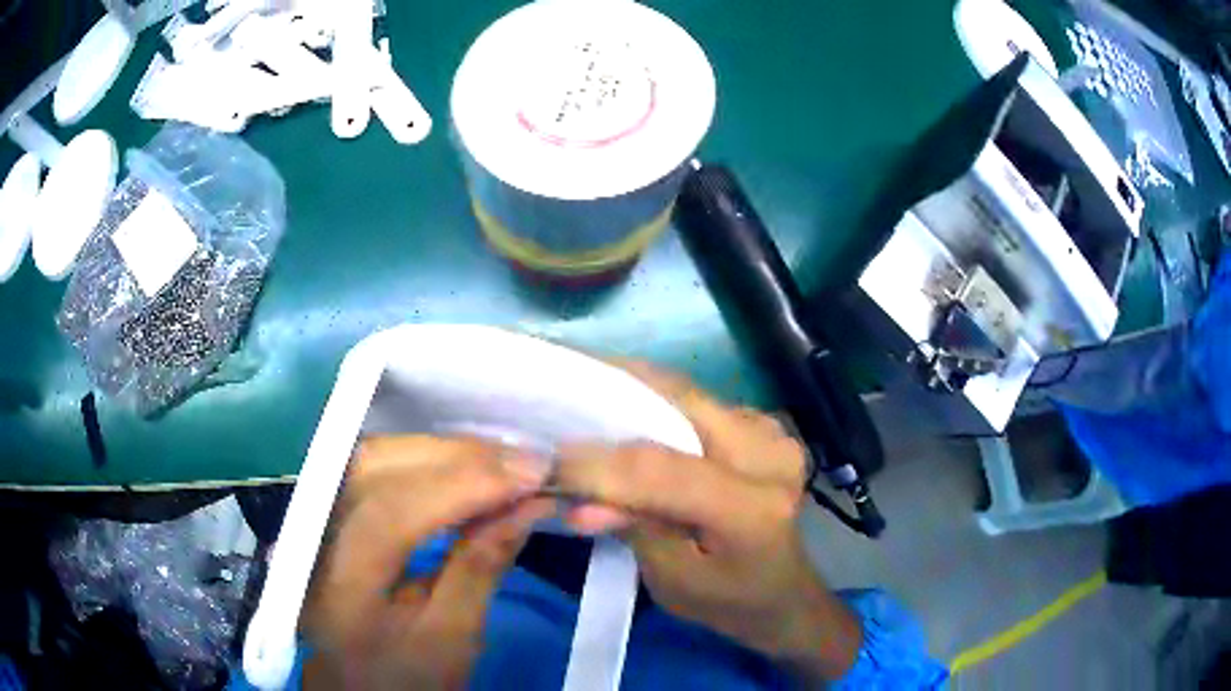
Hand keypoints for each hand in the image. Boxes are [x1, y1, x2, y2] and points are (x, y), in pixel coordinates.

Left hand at [302, 436, 553, 690]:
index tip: (533, 473)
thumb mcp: (453, 636)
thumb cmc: (407, 675)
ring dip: (444, 451)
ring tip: (505, 463)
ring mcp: (313, 515)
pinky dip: (425, 459)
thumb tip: (529, 503)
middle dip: (458, 456)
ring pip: (376, 454)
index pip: (391, 512)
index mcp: (339, 587)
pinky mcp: (325, 506)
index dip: (463, 483)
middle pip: (377, 465)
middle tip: (527, 463)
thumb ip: (482, 565)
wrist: (358, 685)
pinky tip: (464, 468)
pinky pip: (375, 464)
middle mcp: (313, 537)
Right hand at [557, 364, 861, 682]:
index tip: (545, 460)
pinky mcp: (762, 424)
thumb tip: (578, 499)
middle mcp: (769, 453)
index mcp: (753, 508)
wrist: (783, 593)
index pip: (662, 469)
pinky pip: (696, 402)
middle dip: (609, 392)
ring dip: (628, 393)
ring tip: (578, 398)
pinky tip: (620, 412)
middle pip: (678, 403)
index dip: (598, 463)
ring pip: (684, 393)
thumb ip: (632, 529)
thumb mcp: (672, 581)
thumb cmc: (728, 601)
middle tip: (555, 393)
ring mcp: (770, 431)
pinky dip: (652, 403)